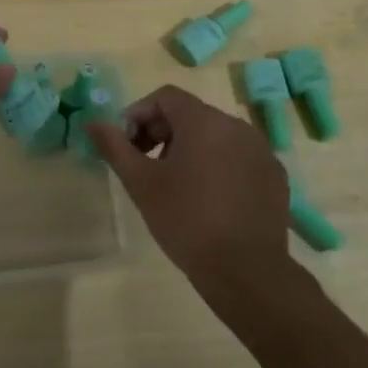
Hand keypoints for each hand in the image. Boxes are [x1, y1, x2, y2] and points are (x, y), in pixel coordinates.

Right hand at [89, 86, 292, 288]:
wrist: (245, 271)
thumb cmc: (186, 220)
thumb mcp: (142, 183)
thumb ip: (115, 147)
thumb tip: (92, 122)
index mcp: (205, 121)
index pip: (166, 97)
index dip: (139, 114)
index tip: (128, 146)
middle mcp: (237, 126)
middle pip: (191, 114)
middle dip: (162, 133)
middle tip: (146, 167)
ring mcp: (261, 151)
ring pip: (215, 136)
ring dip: (189, 150)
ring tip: (176, 186)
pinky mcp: (274, 176)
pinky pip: (238, 158)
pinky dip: (218, 166)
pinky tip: (209, 200)